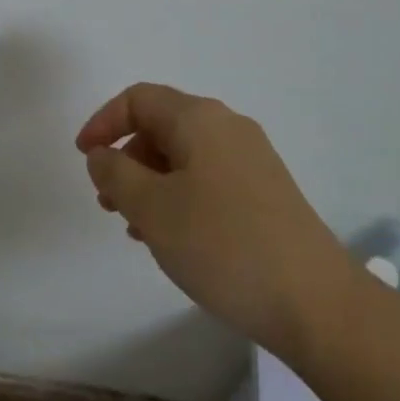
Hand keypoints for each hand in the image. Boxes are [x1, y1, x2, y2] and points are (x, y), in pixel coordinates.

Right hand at [77, 84, 353, 362]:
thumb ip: (115, 174)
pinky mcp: (266, 191)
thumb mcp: (153, 208)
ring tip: (136, 227)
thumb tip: (101, 154)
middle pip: (162, 125)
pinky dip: (179, 196)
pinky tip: (174, 238)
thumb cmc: (223, 245)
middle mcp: (227, 127)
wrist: (316, 301)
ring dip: (151, 182)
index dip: (103, 122)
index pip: (138, 99)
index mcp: (199, 119)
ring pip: (184, 155)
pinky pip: (208, 178)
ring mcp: (251, 159)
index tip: (83, 159)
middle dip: (126, 157)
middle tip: (107, 200)